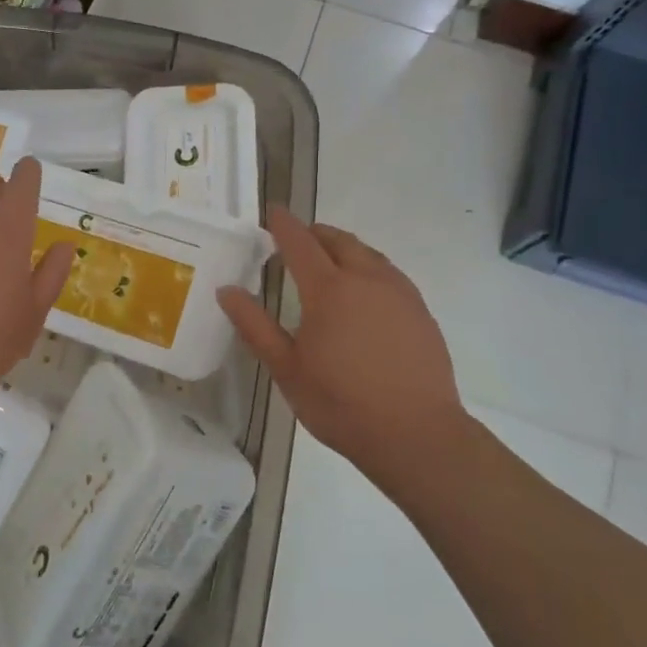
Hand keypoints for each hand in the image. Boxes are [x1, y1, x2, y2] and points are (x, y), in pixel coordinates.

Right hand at [218, 208, 464, 488]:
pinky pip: (389, 273)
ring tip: (329, 261)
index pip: (300, 242)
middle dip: (315, 233)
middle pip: (338, 240)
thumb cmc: (341, 403)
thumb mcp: (286, 368)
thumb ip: (255, 326)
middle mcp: (367, 279)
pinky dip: (368, 268)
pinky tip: (364, 293)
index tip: (272, 212)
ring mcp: (399, 293)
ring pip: (368, 254)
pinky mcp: (420, 311)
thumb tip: (226, 291)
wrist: (416, 434)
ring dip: (343, 248)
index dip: (283, 224)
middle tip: (296, 239)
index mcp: (329, 289)